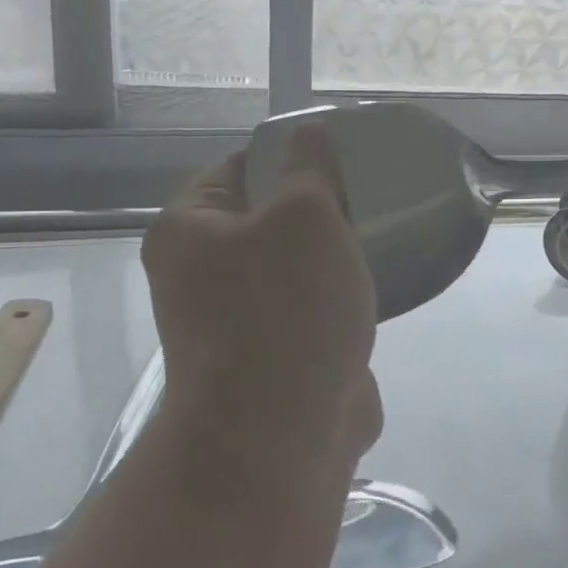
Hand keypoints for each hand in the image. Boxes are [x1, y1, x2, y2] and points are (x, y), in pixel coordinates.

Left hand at [142, 124, 381, 491]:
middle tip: (366, 196)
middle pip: (266, 218)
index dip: (290, 154)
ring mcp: (235, 322)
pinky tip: (374, 288)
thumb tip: (309, 130)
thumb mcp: (306, 215)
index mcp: (189, 229)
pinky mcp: (271, 359)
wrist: (282, 437)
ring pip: (292, 267)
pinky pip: (308, 311)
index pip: (239, 166)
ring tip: (378, 237)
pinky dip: (336, 300)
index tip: (340, 155)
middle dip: (317, 208)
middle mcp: (199, 274)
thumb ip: (310, 166)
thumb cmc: (286, 308)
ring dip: (330, 257)